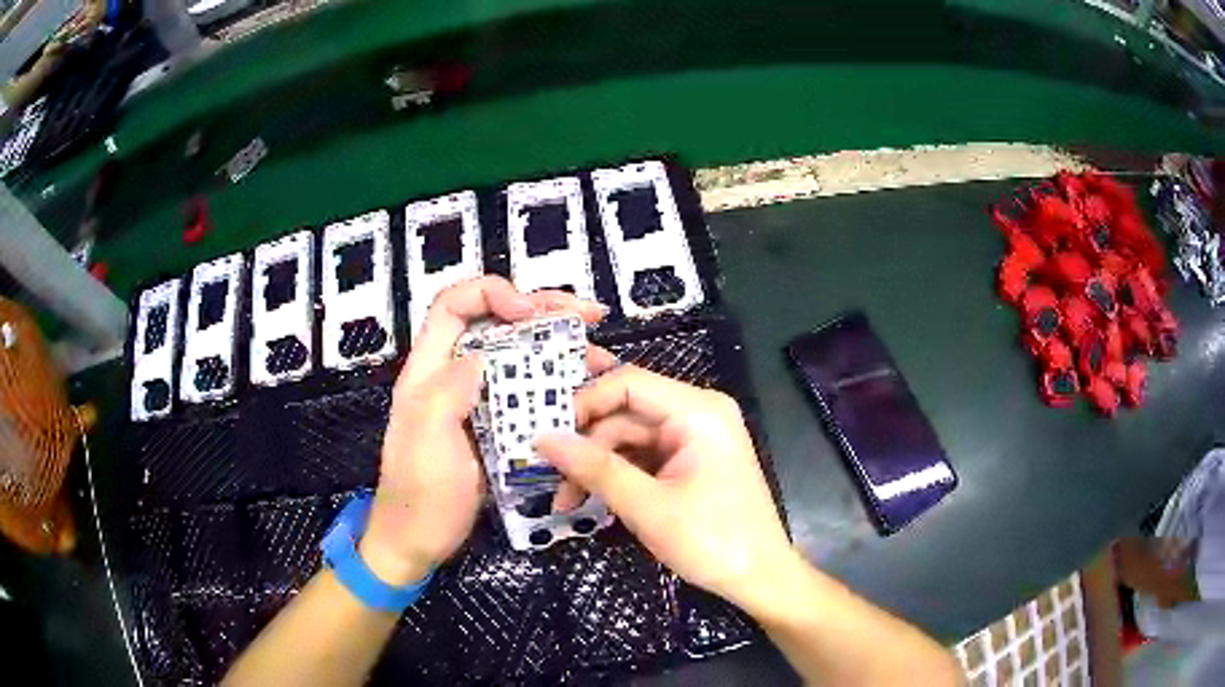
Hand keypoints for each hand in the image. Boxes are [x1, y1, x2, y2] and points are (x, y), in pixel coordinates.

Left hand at [360, 276, 603, 585]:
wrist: (420, 541)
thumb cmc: (420, 494)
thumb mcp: (427, 441)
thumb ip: (448, 391)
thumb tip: (484, 354)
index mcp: (429, 371)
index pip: (454, 306)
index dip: (493, 293)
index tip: (532, 312)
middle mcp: (455, 375)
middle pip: (496, 322)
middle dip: (542, 310)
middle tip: (589, 314)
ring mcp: (479, 401)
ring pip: (519, 357)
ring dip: (560, 347)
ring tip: (599, 353)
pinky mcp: (498, 427)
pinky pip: (530, 394)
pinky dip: (560, 386)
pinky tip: (588, 391)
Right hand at [536, 366, 793, 613]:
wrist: (759, 577)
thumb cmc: (712, 540)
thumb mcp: (647, 507)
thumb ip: (594, 469)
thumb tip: (541, 439)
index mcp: (697, 411)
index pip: (628, 383)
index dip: (583, 401)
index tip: (543, 432)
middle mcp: (696, 413)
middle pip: (625, 412)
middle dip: (584, 445)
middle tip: (544, 472)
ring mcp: (693, 439)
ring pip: (628, 438)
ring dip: (595, 466)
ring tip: (563, 501)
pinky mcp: (689, 462)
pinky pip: (642, 457)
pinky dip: (615, 476)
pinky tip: (588, 498)